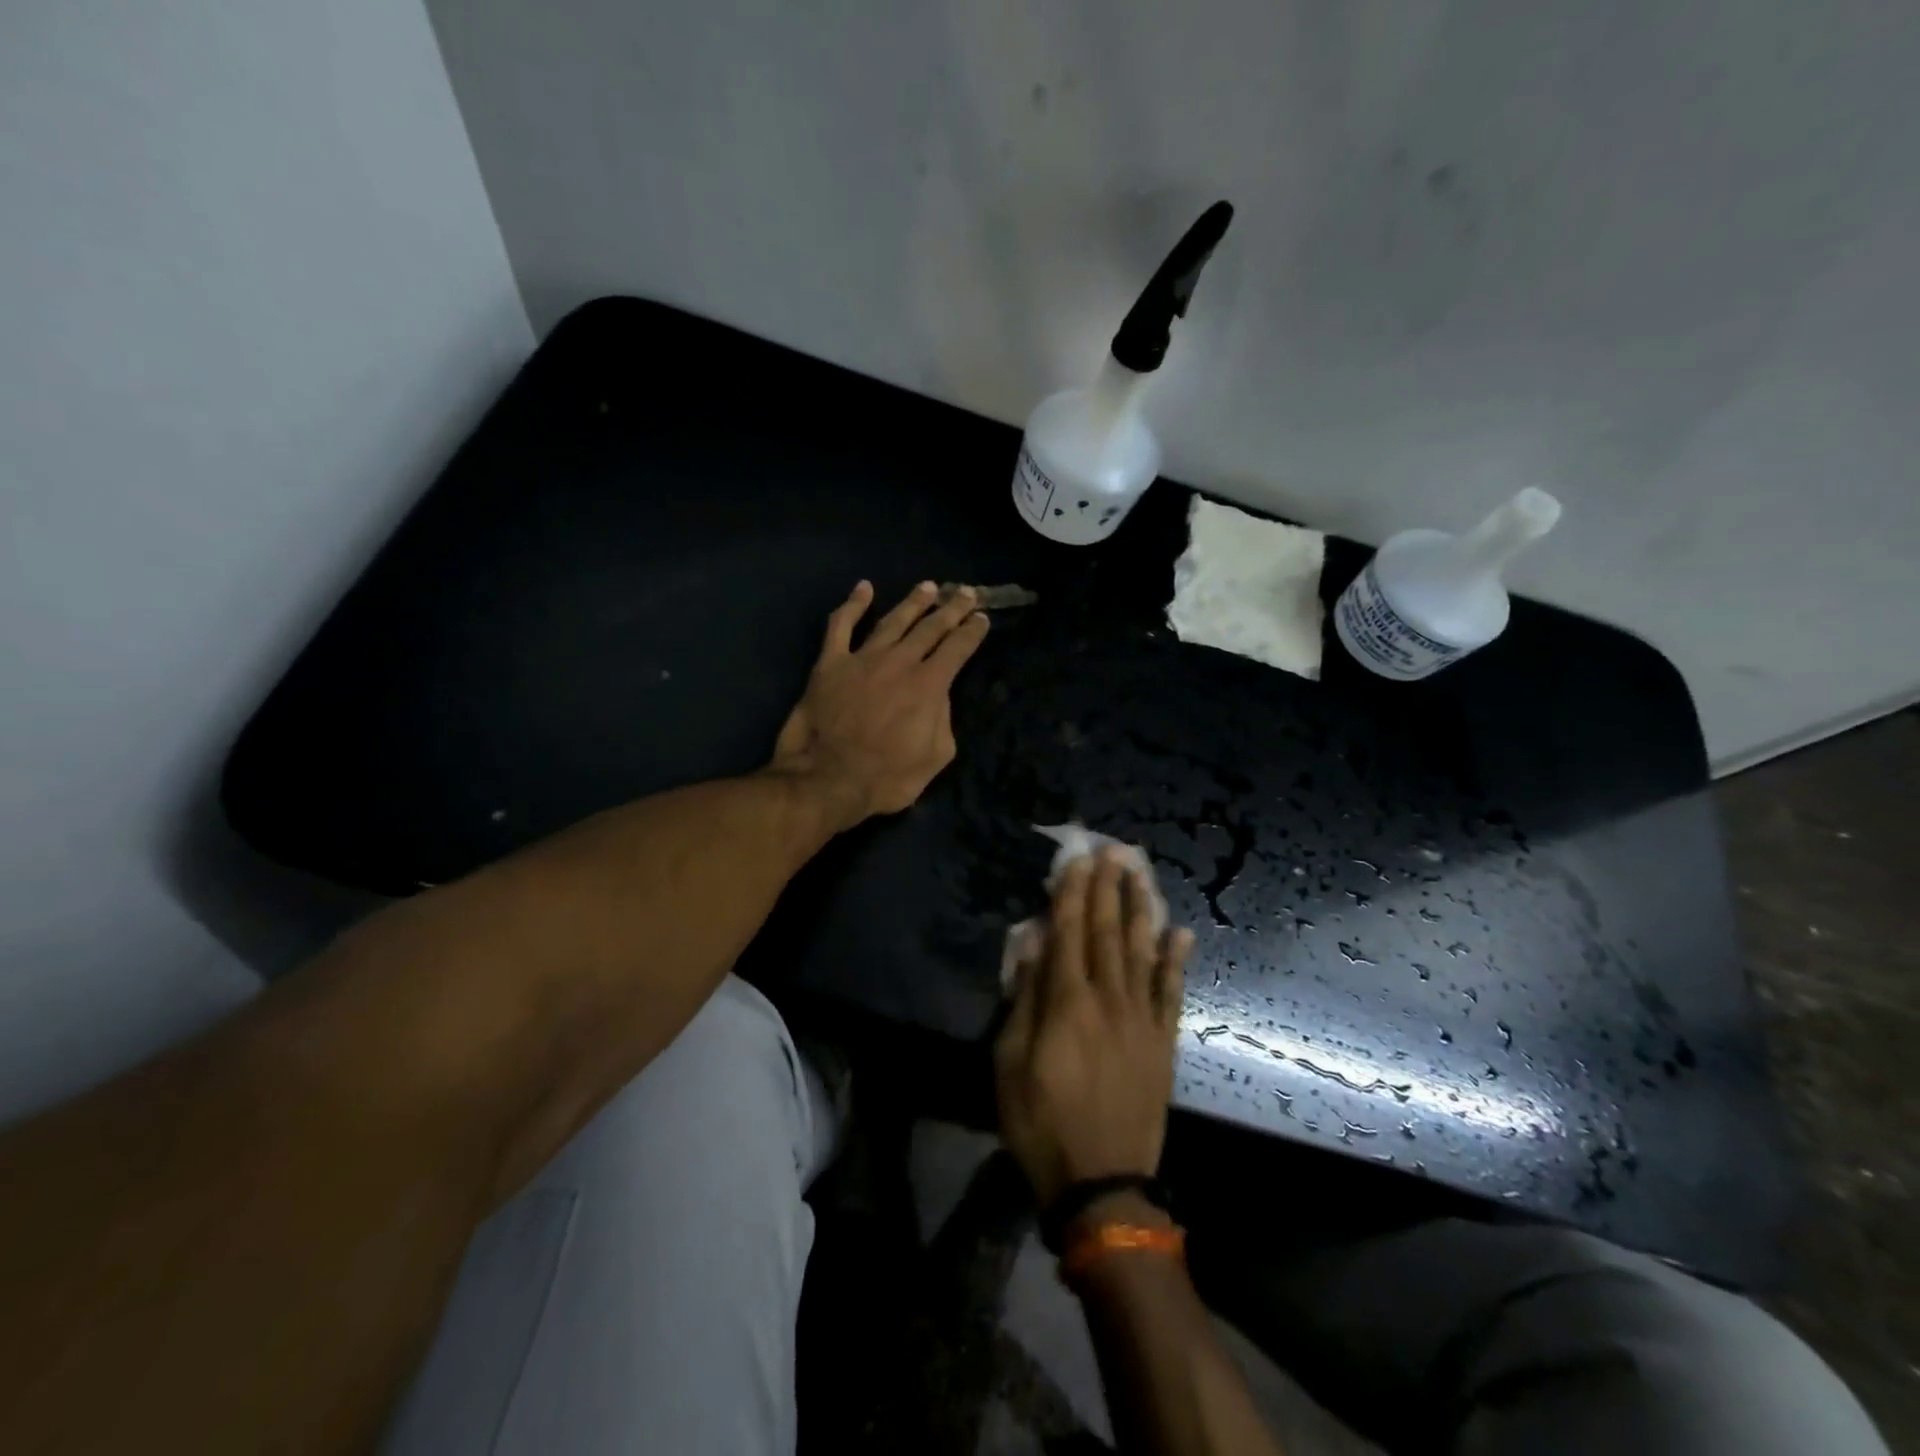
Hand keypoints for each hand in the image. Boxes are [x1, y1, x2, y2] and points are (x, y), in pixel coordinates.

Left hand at [769, 580, 989, 830]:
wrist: (828, 779)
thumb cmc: (887, 777)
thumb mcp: (935, 757)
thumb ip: (943, 721)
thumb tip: (937, 698)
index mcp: (929, 684)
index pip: (958, 648)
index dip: (972, 632)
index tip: (982, 619)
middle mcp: (900, 661)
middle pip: (931, 627)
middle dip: (952, 608)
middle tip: (965, 593)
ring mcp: (862, 658)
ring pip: (893, 620)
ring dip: (913, 602)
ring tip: (928, 587)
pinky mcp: (830, 663)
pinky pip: (841, 626)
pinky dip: (853, 604)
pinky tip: (864, 589)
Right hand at [996, 850, 1194, 1208]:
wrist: (1102, 1183)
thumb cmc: (1041, 1123)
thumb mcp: (1010, 1062)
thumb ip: (1025, 998)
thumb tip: (1033, 943)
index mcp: (1067, 1002)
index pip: (1069, 932)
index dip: (1072, 892)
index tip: (1077, 858)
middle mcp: (1109, 999)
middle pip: (1107, 932)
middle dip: (1107, 888)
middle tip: (1112, 850)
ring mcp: (1141, 1020)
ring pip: (1142, 951)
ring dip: (1141, 909)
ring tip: (1141, 874)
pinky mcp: (1162, 1043)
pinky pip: (1171, 992)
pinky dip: (1176, 961)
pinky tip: (1182, 932)